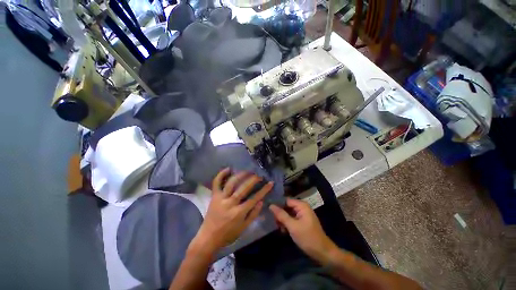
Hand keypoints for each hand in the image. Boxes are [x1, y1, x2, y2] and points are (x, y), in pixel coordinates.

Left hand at [191, 168, 272, 254]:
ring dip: (241, 175)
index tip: (270, 183)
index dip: (264, 190)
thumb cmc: (228, 234)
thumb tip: (262, 201)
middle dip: (253, 180)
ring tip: (248, 171)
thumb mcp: (243, 228)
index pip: (254, 198)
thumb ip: (253, 214)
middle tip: (259, 176)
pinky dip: (221, 174)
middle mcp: (230, 203)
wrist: (208, 238)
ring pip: (231, 183)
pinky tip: (228, 168)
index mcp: (238, 213)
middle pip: (243, 188)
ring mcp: (220, 198)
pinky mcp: (214, 196)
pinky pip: (216, 183)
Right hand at [270, 198, 336, 263]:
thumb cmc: (308, 237)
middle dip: (279, 213)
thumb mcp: (293, 226)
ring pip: (288, 213)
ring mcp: (302, 215)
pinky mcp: (302, 221)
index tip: (267, 208)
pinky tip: (283, 230)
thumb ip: (281, 215)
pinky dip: (287, 223)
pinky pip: (291, 219)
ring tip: (277, 226)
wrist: (323, 252)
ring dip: (282, 219)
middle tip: (271, 219)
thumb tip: (271, 205)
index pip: (286, 200)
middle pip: (287, 206)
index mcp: (301, 205)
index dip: (277, 204)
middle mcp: (302, 207)